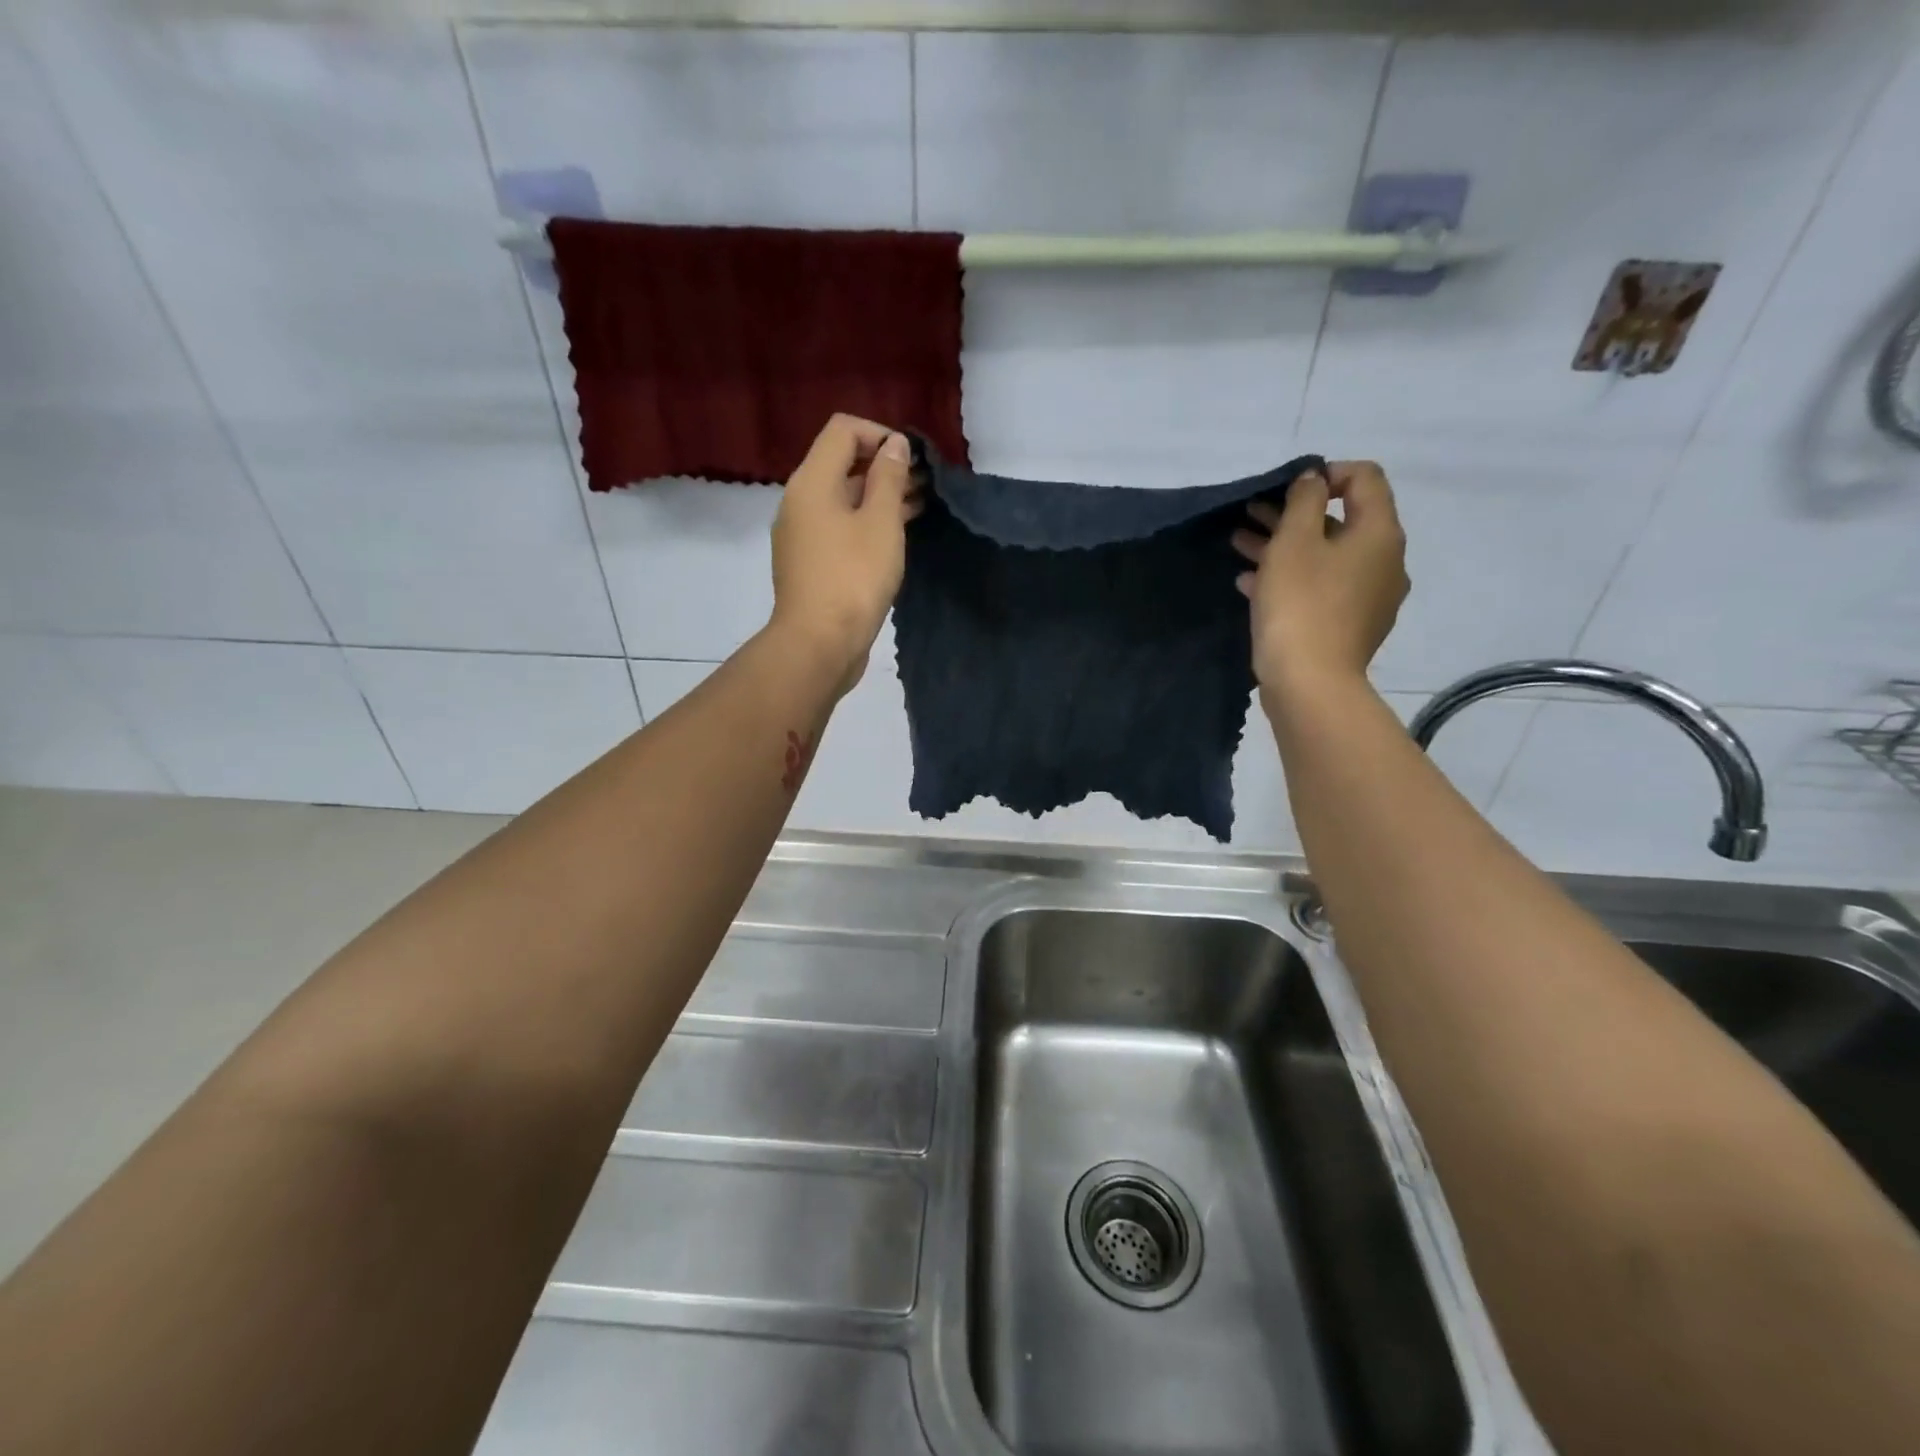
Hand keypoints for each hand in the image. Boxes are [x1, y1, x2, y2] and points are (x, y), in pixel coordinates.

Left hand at [768, 414, 922, 695]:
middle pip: (841, 464)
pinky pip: (839, 528)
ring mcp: (801, 535)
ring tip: (921, 507)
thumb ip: (889, 478)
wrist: (819, 644)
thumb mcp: (881, 522)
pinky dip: (866, 523)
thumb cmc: (854, 578)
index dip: (880, 434)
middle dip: (884, 467)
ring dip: (879, 498)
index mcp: (811, 482)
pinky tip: (897, 536)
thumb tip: (894, 445)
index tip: (912, 459)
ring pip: (843, 500)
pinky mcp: (810, 564)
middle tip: (925, 484)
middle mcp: (799, 501)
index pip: (843, 430)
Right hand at [1231, 460, 1408, 690]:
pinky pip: (1321, 588)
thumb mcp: (1294, 541)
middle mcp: (1385, 561)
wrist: (1310, 683)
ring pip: (1326, 557)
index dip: (1326, 472)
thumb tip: (1315, 478)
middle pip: (1341, 520)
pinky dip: (1291, 578)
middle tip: (1251, 513)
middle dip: (1293, 513)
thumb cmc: (1300, 604)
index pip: (1364, 478)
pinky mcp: (1349, 625)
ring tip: (1240, 544)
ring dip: (1284, 545)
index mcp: (1379, 533)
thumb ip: (1304, 500)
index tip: (1286, 488)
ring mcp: (1370, 597)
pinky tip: (1250, 582)